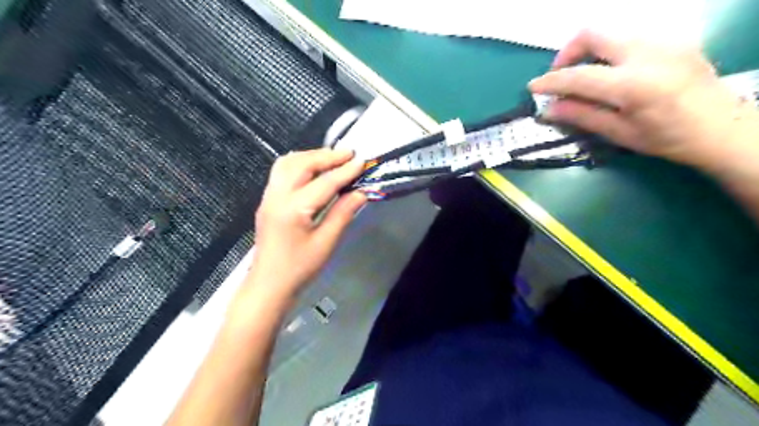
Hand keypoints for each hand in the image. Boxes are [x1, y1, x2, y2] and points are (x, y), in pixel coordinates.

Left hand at [248, 149, 365, 303]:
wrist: (269, 284)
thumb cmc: (300, 268)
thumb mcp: (326, 243)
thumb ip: (343, 213)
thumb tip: (361, 192)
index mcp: (293, 209)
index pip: (324, 182)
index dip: (345, 171)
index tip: (362, 161)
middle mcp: (277, 196)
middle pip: (302, 164)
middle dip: (327, 156)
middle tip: (349, 154)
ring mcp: (269, 196)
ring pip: (288, 163)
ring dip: (311, 156)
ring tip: (332, 158)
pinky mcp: (267, 200)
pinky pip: (281, 171)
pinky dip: (299, 163)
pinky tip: (313, 169)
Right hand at [530, 31, 758, 172]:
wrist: (722, 128)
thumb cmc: (667, 139)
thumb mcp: (619, 133)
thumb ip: (582, 116)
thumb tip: (549, 109)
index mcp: (633, 85)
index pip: (578, 76)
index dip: (550, 81)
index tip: (533, 87)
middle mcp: (648, 53)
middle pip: (594, 34)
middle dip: (568, 52)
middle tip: (561, 75)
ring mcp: (664, 41)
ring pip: (611, 33)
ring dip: (589, 51)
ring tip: (585, 76)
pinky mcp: (673, 39)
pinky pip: (630, 37)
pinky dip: (610, 51)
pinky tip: (612, 73)